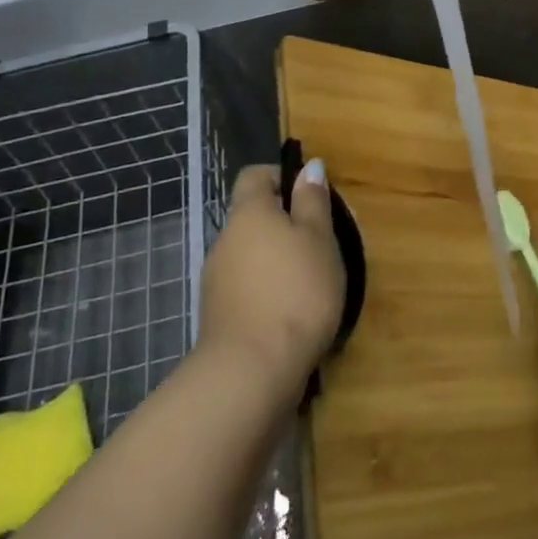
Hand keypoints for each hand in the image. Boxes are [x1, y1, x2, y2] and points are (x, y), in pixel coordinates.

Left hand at [199, 163, 344, 397]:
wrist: (252, 371)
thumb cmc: (296, 292)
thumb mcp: (319, 239)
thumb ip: (313, 201)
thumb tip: (309, 166)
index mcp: (249, 213)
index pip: (255, 175)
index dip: (282, 178)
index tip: (311, 198)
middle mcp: (225, 239)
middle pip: (253, 217)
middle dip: (285, 224)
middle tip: (321, 244)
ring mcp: (216, 280)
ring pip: (250, 254)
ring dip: (277, 260)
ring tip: (311, 283)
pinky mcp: (218, 314)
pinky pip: (246, 287)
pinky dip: (267, 290)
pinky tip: (291, 313)